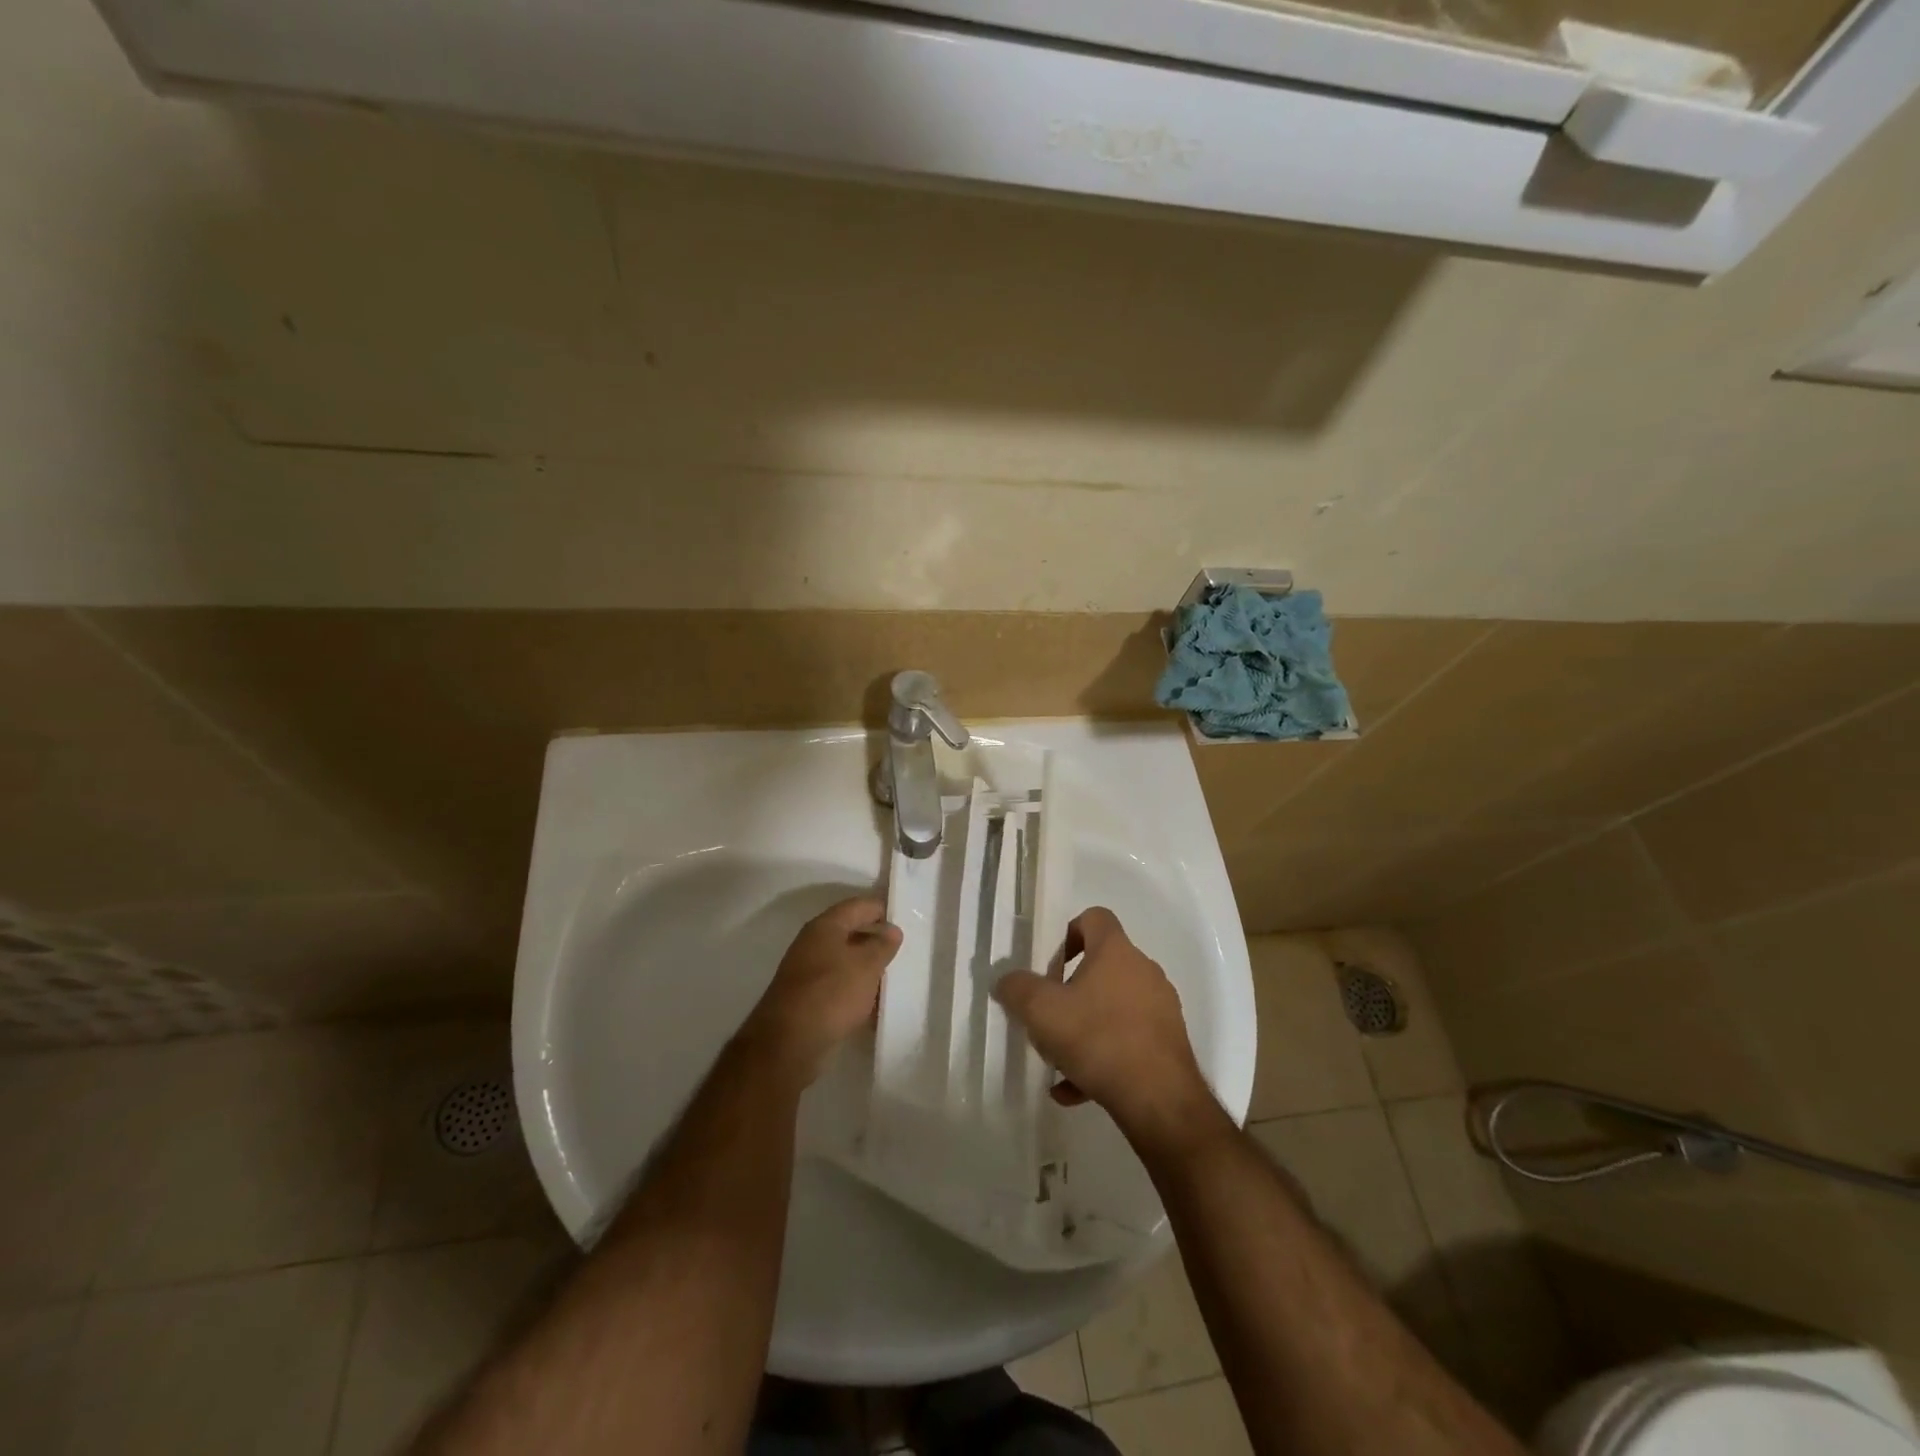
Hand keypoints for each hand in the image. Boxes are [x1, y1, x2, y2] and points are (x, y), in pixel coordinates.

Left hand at [744, 896, 901, 1085]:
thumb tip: (892, 930)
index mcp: (825, 926)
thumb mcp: (866, 965)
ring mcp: (807, 972)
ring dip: (867, 968)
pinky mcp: (807, 999)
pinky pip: (838, 987)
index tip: (905, 918)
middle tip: (904, 949)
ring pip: (844, 962)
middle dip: (876, 940)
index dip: (882, 908)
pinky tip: (874, 1006)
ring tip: (893, 977)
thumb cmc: (831, 993)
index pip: (858, 905)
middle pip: (850, 932)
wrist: (788, 1043)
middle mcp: (812, 944)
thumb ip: (882, 945)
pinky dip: (856, 992)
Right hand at [993, 907, 1216, 1149]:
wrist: (1160, 1100)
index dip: (1069, 933)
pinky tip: (1077, 1088)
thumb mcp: (1041, 1011)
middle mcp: (1144, 971)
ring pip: (1113, 1008)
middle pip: (1102, 967)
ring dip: (1084, 1028)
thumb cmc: (1098, 1038)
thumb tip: (1005, 980)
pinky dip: (1102, 1058)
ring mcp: (1160, 1008)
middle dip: (1071, 990)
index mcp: (1116, 951)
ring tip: (1059, 1060)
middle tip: (1049, 1016)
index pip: (1095, 918)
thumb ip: (1017, 989)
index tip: (1051, 966)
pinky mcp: (1168, 1044)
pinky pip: (1127, 1041)